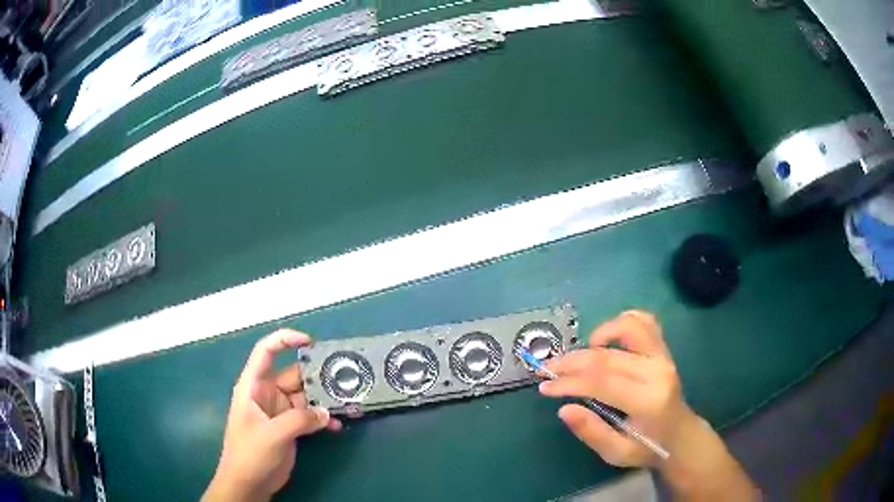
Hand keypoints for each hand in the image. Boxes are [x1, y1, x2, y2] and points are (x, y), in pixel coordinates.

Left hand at [203, 329, 341, 501]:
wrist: (249, 483)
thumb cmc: (250, 454)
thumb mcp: (273, 434)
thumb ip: (300, 420)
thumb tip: (326, 413)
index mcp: (253, 386)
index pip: (266, 352)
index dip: (285, 340)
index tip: (310, 342)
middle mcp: (267, 394)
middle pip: (293, 375)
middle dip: (316, 376)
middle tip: (343, 379)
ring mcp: (280, 411)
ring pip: (305, 396)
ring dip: (324, 400)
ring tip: (346, 404)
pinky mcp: (290, 427)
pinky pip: (310, 416)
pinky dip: (322, 419)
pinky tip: (336, 426)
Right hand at [539, 310, 692, 466]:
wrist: (681, 435)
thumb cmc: (648, 447)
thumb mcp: (617, 453)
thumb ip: (592, 432)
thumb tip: (564, 409)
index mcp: (647, 400)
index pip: (601, 382)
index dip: (569, 381)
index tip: (545, 386)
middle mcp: (657, 372)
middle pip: (607, 356)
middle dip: (572, 361)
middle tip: (548, 369)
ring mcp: (663, 356)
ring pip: (629, 328)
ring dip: (599, 334)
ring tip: (581, 352)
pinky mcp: (664, 349)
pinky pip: (645, 323)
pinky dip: (622, 322)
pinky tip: (606, 338)